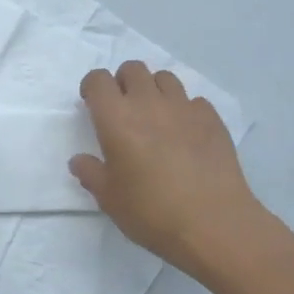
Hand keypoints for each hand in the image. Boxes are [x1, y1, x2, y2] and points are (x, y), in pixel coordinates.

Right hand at [70, 61, 267, 278]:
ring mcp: (184, 108)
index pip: (98, 79)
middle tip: (124, 109)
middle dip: (123, 82)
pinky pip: (194, 100)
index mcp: (116, 118)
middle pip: (132, 69)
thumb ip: (90, 174)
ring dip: (154, 90)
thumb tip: (79, 161)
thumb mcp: (109, 199)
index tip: (93, 106)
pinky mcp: (212, 119)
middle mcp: (148, 103)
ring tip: (156, 117)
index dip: (92, 87)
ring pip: (164, 77)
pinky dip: (185, 109)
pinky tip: (186, 133)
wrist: (215, 225)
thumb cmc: (152, 211)